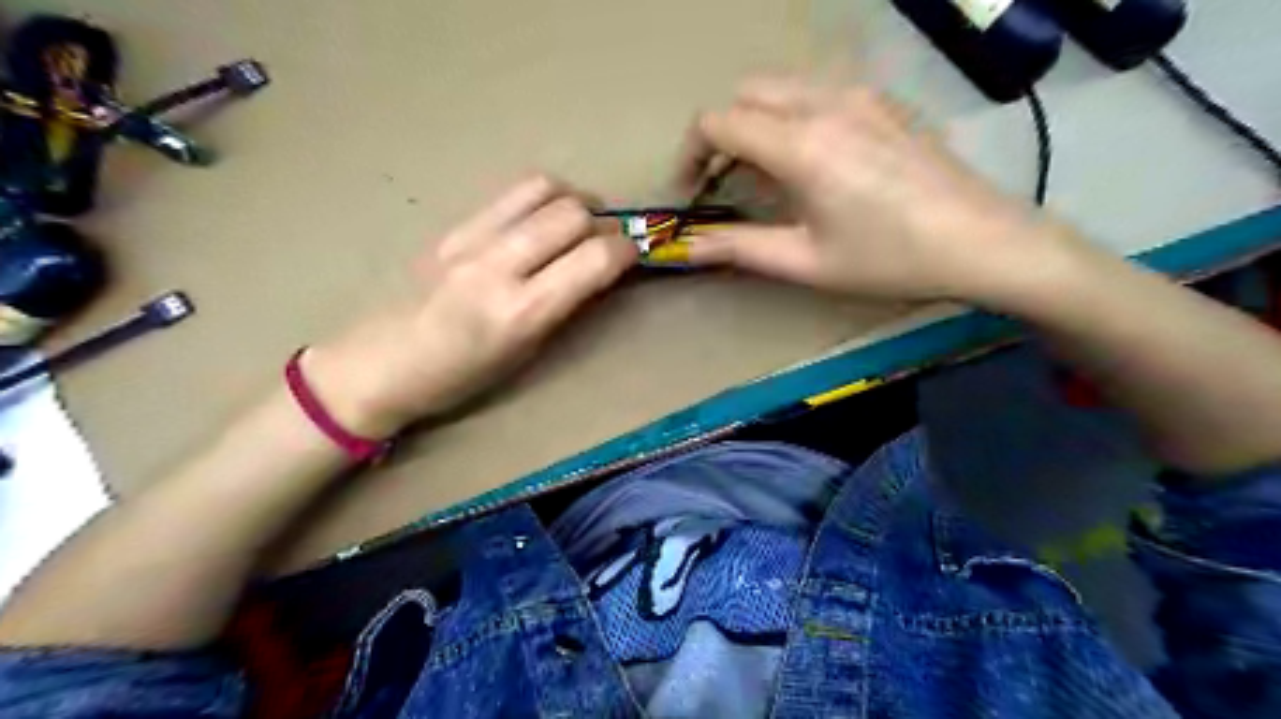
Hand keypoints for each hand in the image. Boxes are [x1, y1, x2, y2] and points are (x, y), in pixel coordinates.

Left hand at [301, 181, 639, 438]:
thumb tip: (598, 270)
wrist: (379, 364)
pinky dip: (542, 199)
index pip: (593, 259)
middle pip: (572, 213)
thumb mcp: (524, 354)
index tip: (634, 254)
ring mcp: (471, 238)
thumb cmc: (459, 378)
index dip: (626, 250)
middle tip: (610, 239)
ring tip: (579, 221)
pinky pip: (511, 194)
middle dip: (605, 222)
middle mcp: (498, 265)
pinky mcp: (453, 225)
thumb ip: (564, 307)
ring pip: (543, 188)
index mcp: (520, 312)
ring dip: (574, 200)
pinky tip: (542, 220)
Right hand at [679, 76, 1072, 304]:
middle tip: (721, 183)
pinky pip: (817, 93)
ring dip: (756, 124)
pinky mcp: (883, 102)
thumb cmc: (887, 259)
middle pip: (745, 95)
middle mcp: (824, 103)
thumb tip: (684, 249)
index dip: (689, 155)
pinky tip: (811, 162)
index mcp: (800, 144)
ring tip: (762, 175)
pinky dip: (792, 118)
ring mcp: (859, 95)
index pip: (717, 122)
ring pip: (782, 89)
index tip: (689, 193)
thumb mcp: (805, 261)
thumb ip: (738, 247)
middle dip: (720, 135)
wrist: (981, 241)